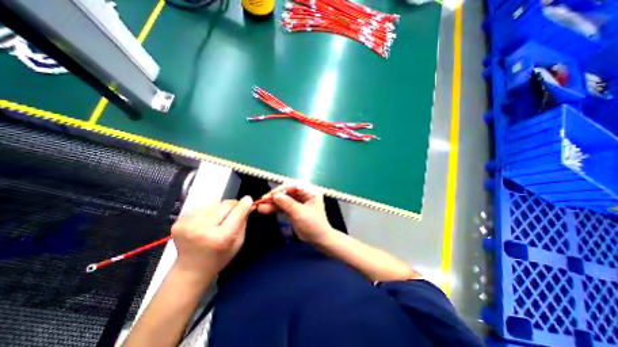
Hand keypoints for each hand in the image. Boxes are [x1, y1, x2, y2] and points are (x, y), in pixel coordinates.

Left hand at [169, 198, 251, 278]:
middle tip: (234, 211)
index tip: (249, 199)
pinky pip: (202, 206)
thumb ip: (243, 221)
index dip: (245, 204)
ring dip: (220, 207)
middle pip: (226, 204)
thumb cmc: (219, 257)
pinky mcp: (179, 221)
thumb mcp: (238, 242)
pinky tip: (206, 221)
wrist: (190, 270)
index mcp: (221, 237)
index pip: (237, 212)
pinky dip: (208, 210)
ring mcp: (188, 224)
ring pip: (214, 202)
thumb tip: (248, 203)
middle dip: (233, 205)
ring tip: (218, 219)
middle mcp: (203, 229)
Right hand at [256, 184, 335, 242]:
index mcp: (310, 192)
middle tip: (263, 200)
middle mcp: (304, 194)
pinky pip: (284, 206)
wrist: (319, 239)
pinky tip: (265, 210)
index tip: (271, 195)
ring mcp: (299, 202)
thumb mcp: (300, 213)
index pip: (294, 186)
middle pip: (287, 192)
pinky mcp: (294, 209)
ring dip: (273, 203)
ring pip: (284, 199)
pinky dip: (275, 208)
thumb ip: (287, 203)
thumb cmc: (313, 225)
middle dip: (275, 196)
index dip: (281, 189)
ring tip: (260, 207)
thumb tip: (275, 195)